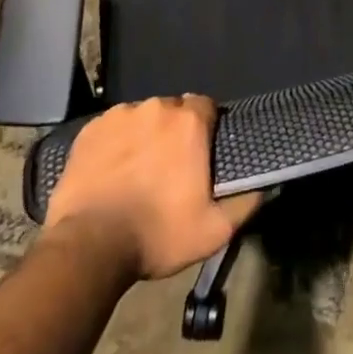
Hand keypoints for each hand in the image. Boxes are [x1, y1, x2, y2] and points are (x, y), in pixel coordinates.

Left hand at [43, 95, 259, 279]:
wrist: (89, 247)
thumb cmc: (157, 234)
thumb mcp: (214, 230)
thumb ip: (245, 202)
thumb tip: (263, 186)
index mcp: (189, 123)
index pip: (206, 106)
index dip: (206, 128)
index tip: (201, 154)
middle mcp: (156, 108)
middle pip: (172, 110)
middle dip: (174, 132)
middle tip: (170, 167)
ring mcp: (119, 116)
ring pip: (141, 118)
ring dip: (144, 136)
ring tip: (137, 171)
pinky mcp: (89, 130)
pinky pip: (111, 128)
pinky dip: (115, 143)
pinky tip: (111, 170)